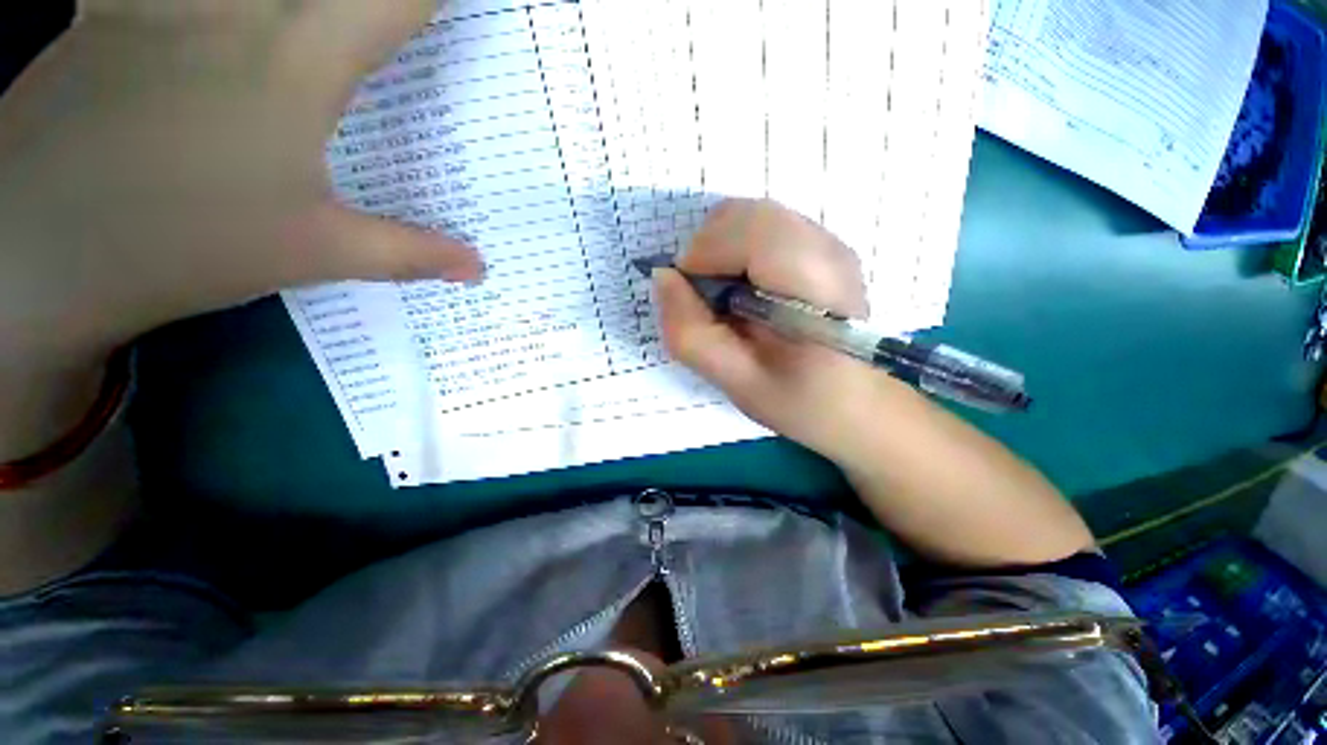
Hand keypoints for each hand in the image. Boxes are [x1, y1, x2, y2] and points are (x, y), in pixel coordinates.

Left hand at [0, 0, 481, 363]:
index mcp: (298, 63)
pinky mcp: (112, 8)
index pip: (396, 2)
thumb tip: (479, 267)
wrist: (41, 252)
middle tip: (386, 15)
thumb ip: (410, 252)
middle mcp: (236, 7)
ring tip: (306, 20)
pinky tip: (214, 18)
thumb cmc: (186, 246)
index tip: (456, 7)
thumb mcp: (317, 253)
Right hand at [655, 199, 907, 457]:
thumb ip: (689, 331)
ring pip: (749, 216)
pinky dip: (737, 251)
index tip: (692, 299)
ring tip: (727, 299)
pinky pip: (762, 228)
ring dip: (720, 251)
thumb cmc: (800, 400)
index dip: (703, 255)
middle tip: (707, 301)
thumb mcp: (735, 381)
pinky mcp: (821, 246)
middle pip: (743, 213)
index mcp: (814, 284)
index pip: (747, 230)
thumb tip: (663, 277)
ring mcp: (827, 242)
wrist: (858, 404)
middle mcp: (826, 247)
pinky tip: (747, 292)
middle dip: (707, 251)